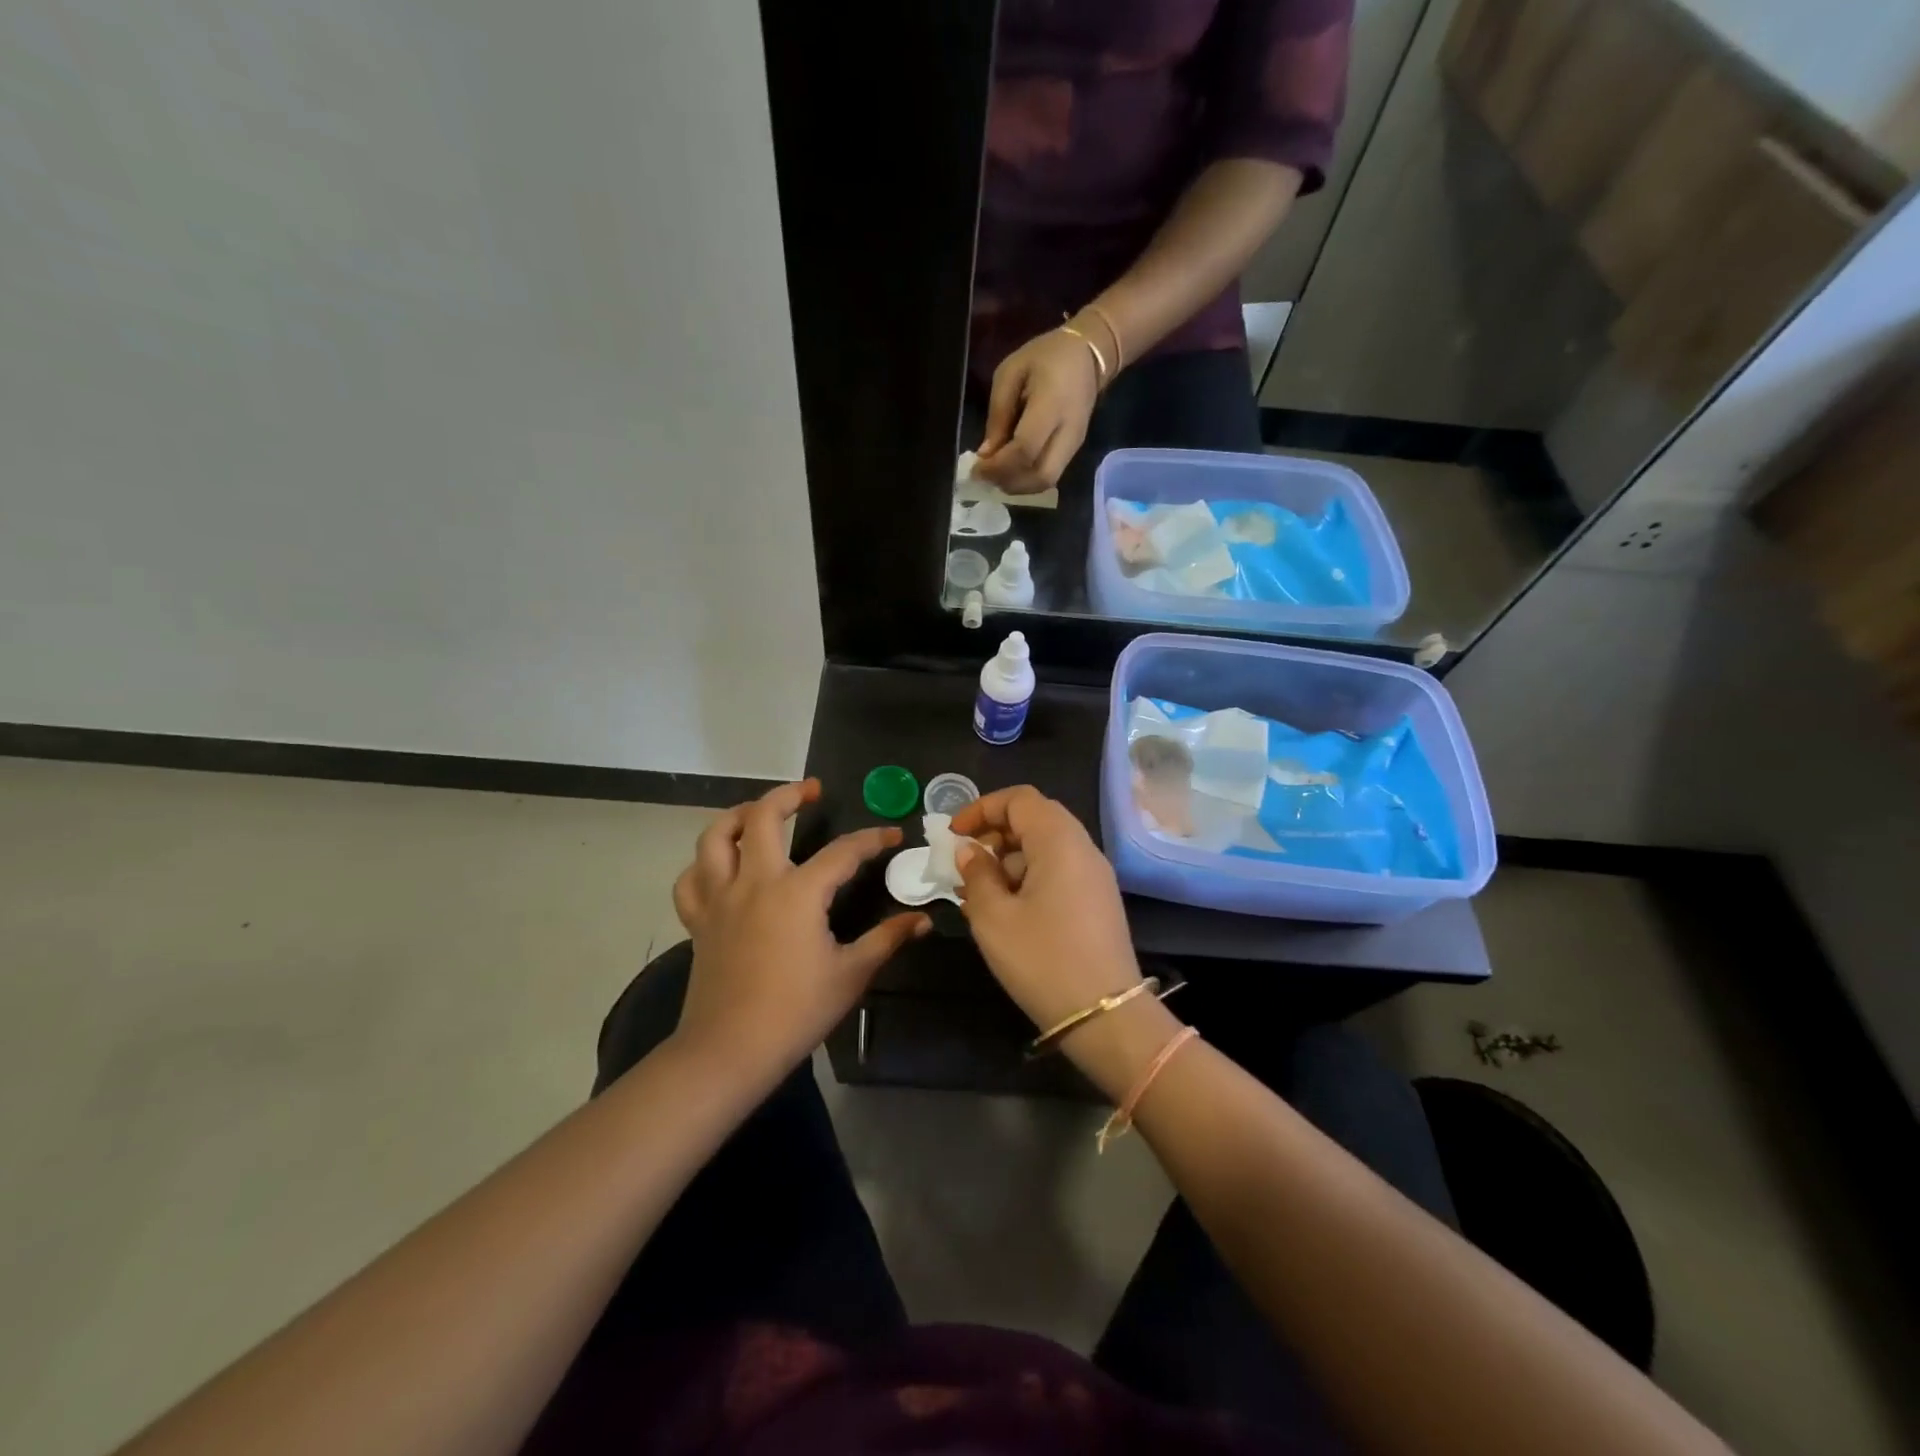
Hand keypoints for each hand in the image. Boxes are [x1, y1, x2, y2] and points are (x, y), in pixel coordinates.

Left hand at [671, 780, 929, 1082]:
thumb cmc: (796, 1011)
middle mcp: (755, 882)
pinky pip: (691, 880)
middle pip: (764, 817)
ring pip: (716, 837)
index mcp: (798, 892)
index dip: (871, 839)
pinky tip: (721, 867)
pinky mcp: (699, 921)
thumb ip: (887, 939)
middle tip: (811, 791)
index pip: (842, 852)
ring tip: (759, 813)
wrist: (730, 1050)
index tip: (892, 834)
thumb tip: (922, 920)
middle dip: (790, 795)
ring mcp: (720, 899)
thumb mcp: (851, 974)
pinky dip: (703, 865)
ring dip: (738, 816)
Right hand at [950, 786, 1142, 1034]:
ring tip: (976, 894)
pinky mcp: (1097, 901)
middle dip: (994, 833)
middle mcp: (1082, 848)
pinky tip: (1004, 911)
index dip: (982, 808)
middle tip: (965, 863)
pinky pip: (1058, 872)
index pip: (1019, 799)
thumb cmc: (1042, 959)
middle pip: (1035, 819)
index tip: (953, 835)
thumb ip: (976, 875)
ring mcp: (1094, 876)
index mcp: (1059, 840)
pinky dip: (1027, 878)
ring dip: (1007, 860)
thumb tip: (969, 851)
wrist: (1106, 1015)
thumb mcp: (993, 917)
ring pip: (1045, 848)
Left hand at [976, 328, 1101, 492]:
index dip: (998, 466)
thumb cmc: (1046, 357)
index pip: (1025, 450)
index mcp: (1052, 405)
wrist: (1089, 354)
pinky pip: (1050, 476)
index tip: (977, 469)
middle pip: (1041, 476)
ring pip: (1046, 481)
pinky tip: (1011, 471)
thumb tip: (985, 454)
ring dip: (1018, 486)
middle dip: (1009, 483)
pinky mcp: (1074, 451)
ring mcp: (1075, 444)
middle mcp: (1068, 431)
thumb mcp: (1011, 373)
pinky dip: (1027, 480)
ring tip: (996, 476)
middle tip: (987, 477)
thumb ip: (998, 413)